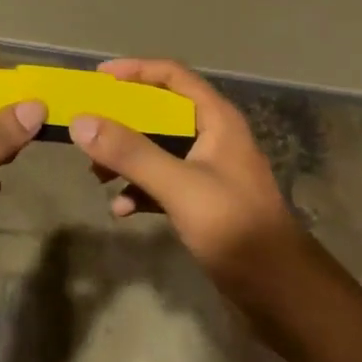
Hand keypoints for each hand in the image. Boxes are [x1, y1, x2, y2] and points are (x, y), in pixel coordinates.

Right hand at [70, 58, 305, 309]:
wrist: (279, 291)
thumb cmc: (234, 227)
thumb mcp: (179, 186)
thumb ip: (131, 153)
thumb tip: (81, 121)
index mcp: (216, 119)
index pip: (172, 76)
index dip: (135, 71)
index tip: (98, 79)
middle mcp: (213, 137)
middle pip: (160, 112)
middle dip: (122, 121)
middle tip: (89, 129)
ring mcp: (208, 170)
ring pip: (158, 149)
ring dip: (126, 158)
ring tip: (96, 176)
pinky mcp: (203, 201)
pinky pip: (163, 182)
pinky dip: (140, 190)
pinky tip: (121, 210)